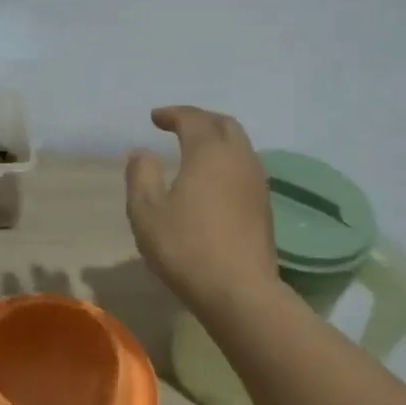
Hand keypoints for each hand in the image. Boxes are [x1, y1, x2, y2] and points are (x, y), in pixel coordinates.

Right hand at [125, 106, 280, 311]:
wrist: (239, 290)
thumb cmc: (186, 247)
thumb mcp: (147, 212)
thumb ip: (141, 176)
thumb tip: (142, 153)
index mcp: (209, 152)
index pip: (193, 119)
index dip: (173, 114)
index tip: (155, 117)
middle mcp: (239, 158)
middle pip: (224, 124)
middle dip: (200, 119)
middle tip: (178, 125)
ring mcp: (257, 181)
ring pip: (240, 145)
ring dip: (217, 139)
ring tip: (196, 149)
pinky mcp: (264, 205)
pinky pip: (246, 166)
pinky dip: (228, 160)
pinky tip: (215, 179)